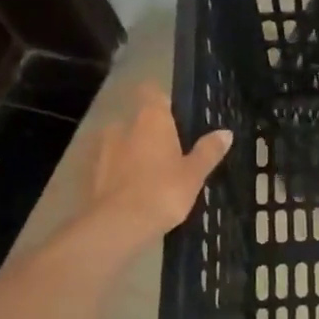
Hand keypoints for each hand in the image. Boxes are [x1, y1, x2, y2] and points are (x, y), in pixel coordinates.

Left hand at [78, 83, 232, 254]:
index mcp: (151, 119)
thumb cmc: (163, 191)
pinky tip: (138, 192)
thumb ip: (208, 151)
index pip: (153, 93)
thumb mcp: (194, 173)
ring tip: (155, 176)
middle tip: (173, 152)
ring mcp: (104, 149)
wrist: (118, 225)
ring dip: (136, 153)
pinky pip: (113, 165)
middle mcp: (124, 126)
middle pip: (140, 120)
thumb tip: (225, 133)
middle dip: (153, 133)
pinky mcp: (93, 174)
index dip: (164, 101)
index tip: (178, 116)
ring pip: (124, 143)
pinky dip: (124, 173)